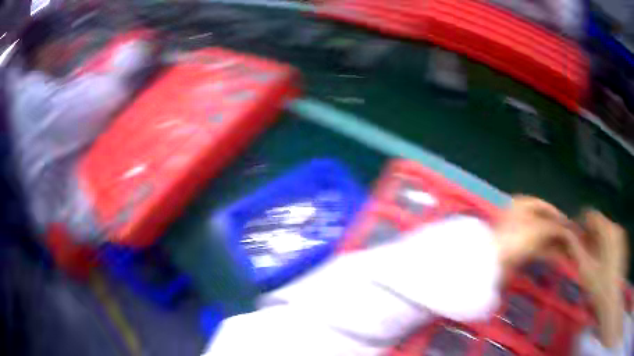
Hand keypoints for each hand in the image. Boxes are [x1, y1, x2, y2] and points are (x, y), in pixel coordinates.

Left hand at [494, 195, 575, 271]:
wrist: (493, 262)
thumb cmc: (518, 238)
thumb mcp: (540, 229)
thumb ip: (556, 228)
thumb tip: (568, 231)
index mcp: (523, 204)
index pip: (545, 206)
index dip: (559, 215)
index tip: (570, 225)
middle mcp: (521, 216)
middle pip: (545, 223)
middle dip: (560, 232)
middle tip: (572, 240)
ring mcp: (519, 235)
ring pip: (542, 238)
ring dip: (557, 244)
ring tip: (569, 251)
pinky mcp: (518, 252)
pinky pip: (537, 249)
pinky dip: (549, 252)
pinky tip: (560, 258)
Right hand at [567, 210, 627, 347]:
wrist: (610, 299)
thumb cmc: (598, 286)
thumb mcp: (585, 269)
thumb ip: (575, 248)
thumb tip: (565, 234)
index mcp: (607, 229)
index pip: (591, 214)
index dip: (579, 222)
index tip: (571, 236)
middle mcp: (615, 226)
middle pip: (598, 222)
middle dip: (587, 234)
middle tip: (579, 251)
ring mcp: (619, 234)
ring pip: (603, 230)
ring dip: (594, 239)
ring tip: (587, 257)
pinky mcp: (621, 242)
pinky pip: (609, 236)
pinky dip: (601, 244)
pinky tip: (597, 260)